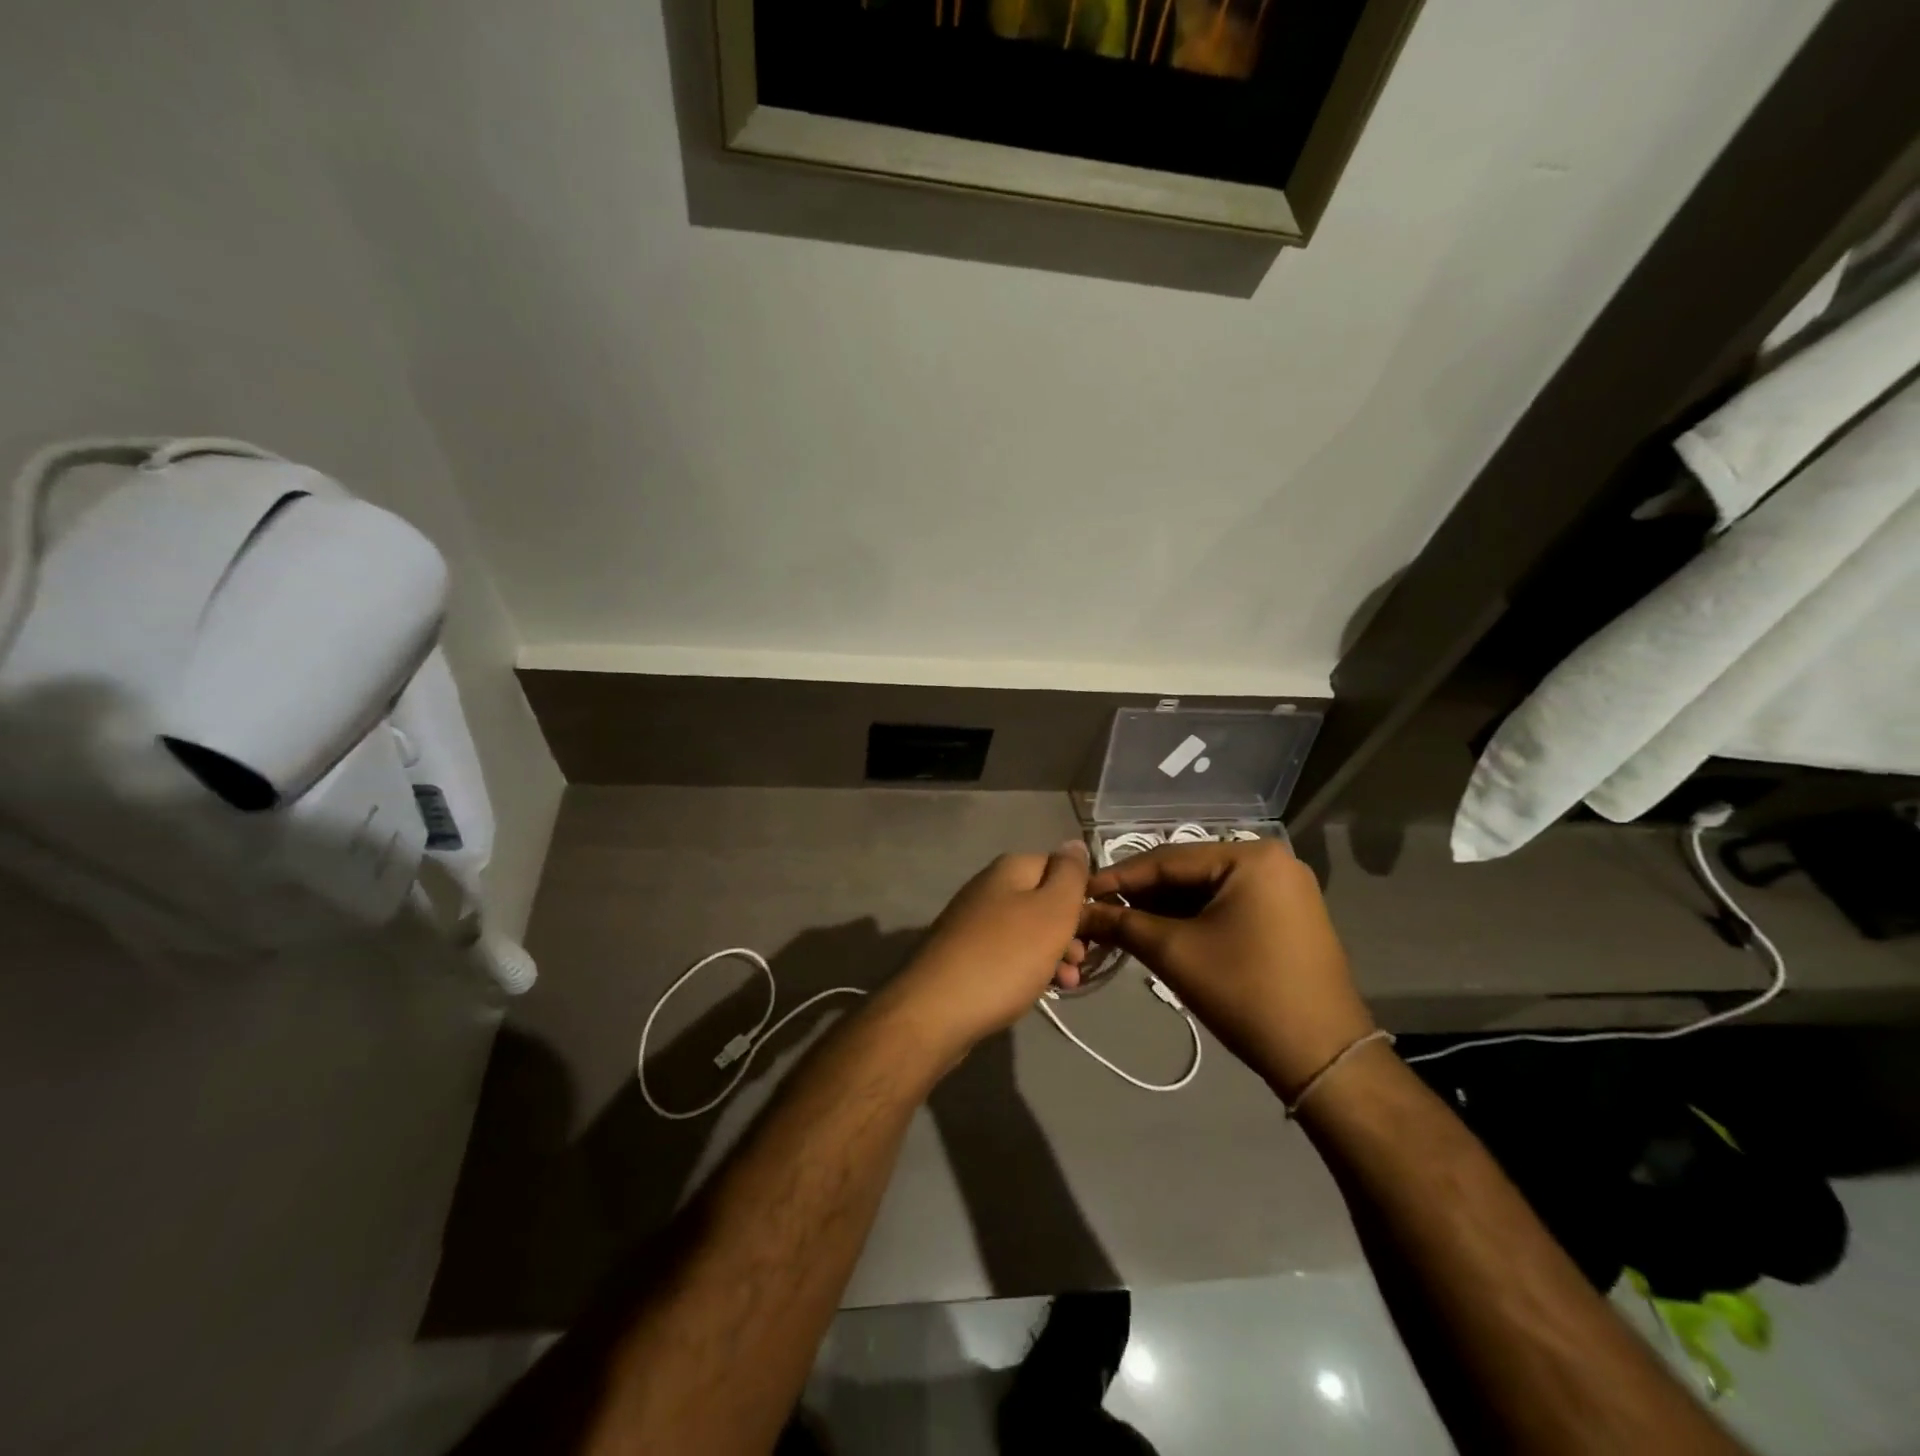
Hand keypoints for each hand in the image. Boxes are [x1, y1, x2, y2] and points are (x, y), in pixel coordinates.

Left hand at [883, 842, 1090, 1060]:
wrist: (936, 1011)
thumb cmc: (1004, 957)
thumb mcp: (1051, 911)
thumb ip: (1069, 875)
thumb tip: (1074, 843)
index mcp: (1009, 870)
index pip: (1058, 866)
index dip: (1082, 894)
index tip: (1099, 925)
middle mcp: (988, 888)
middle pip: (1043, 901)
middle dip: (1070, 930)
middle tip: (1083, 960)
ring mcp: (973, 923)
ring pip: (1028, 932)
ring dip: (1054, 954)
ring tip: (1069, 984)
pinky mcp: (964, 955)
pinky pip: (1008, 954)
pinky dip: (1028, 969)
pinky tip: (1039, 991)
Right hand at [1077, 839, 1372, 1097]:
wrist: (1323, 1058)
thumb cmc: (1245, 993)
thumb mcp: (1174, 953)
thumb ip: (1122, 924)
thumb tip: (1078, 912)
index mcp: (1251, 856)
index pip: (1168, 859)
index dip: (1118, 877)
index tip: (1079, 892)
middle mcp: (1272, 860)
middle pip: (1188, 872)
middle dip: (1142, 895)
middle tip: (1097, 910)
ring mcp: (1285, 889)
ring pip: (1206, 890)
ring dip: (1164, 908)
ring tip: (1120, 923)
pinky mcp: (1288, 916)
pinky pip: (1228, 906)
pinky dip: (1193, 918)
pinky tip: (1159, 931)